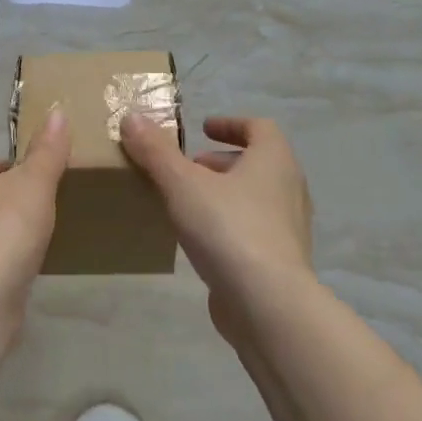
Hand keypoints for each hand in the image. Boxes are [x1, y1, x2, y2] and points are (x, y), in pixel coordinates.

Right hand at [120, 113, 315, 336]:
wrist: (267, 303)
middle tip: (187, 168)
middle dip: (220, 162)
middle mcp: (289, 189)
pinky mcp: (280, 262)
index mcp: (274, 160)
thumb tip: (132, 117)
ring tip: (186, 203)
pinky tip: (200, 239)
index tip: (203, 128)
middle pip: (257, 163)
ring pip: (255, 198)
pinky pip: (253, 231)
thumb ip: (156, 151)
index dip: (231, 124)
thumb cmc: (228, 228)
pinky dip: (228, 225)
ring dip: (224, 194)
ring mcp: (289, 228)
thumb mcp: (182, 183)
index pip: (260, 128)